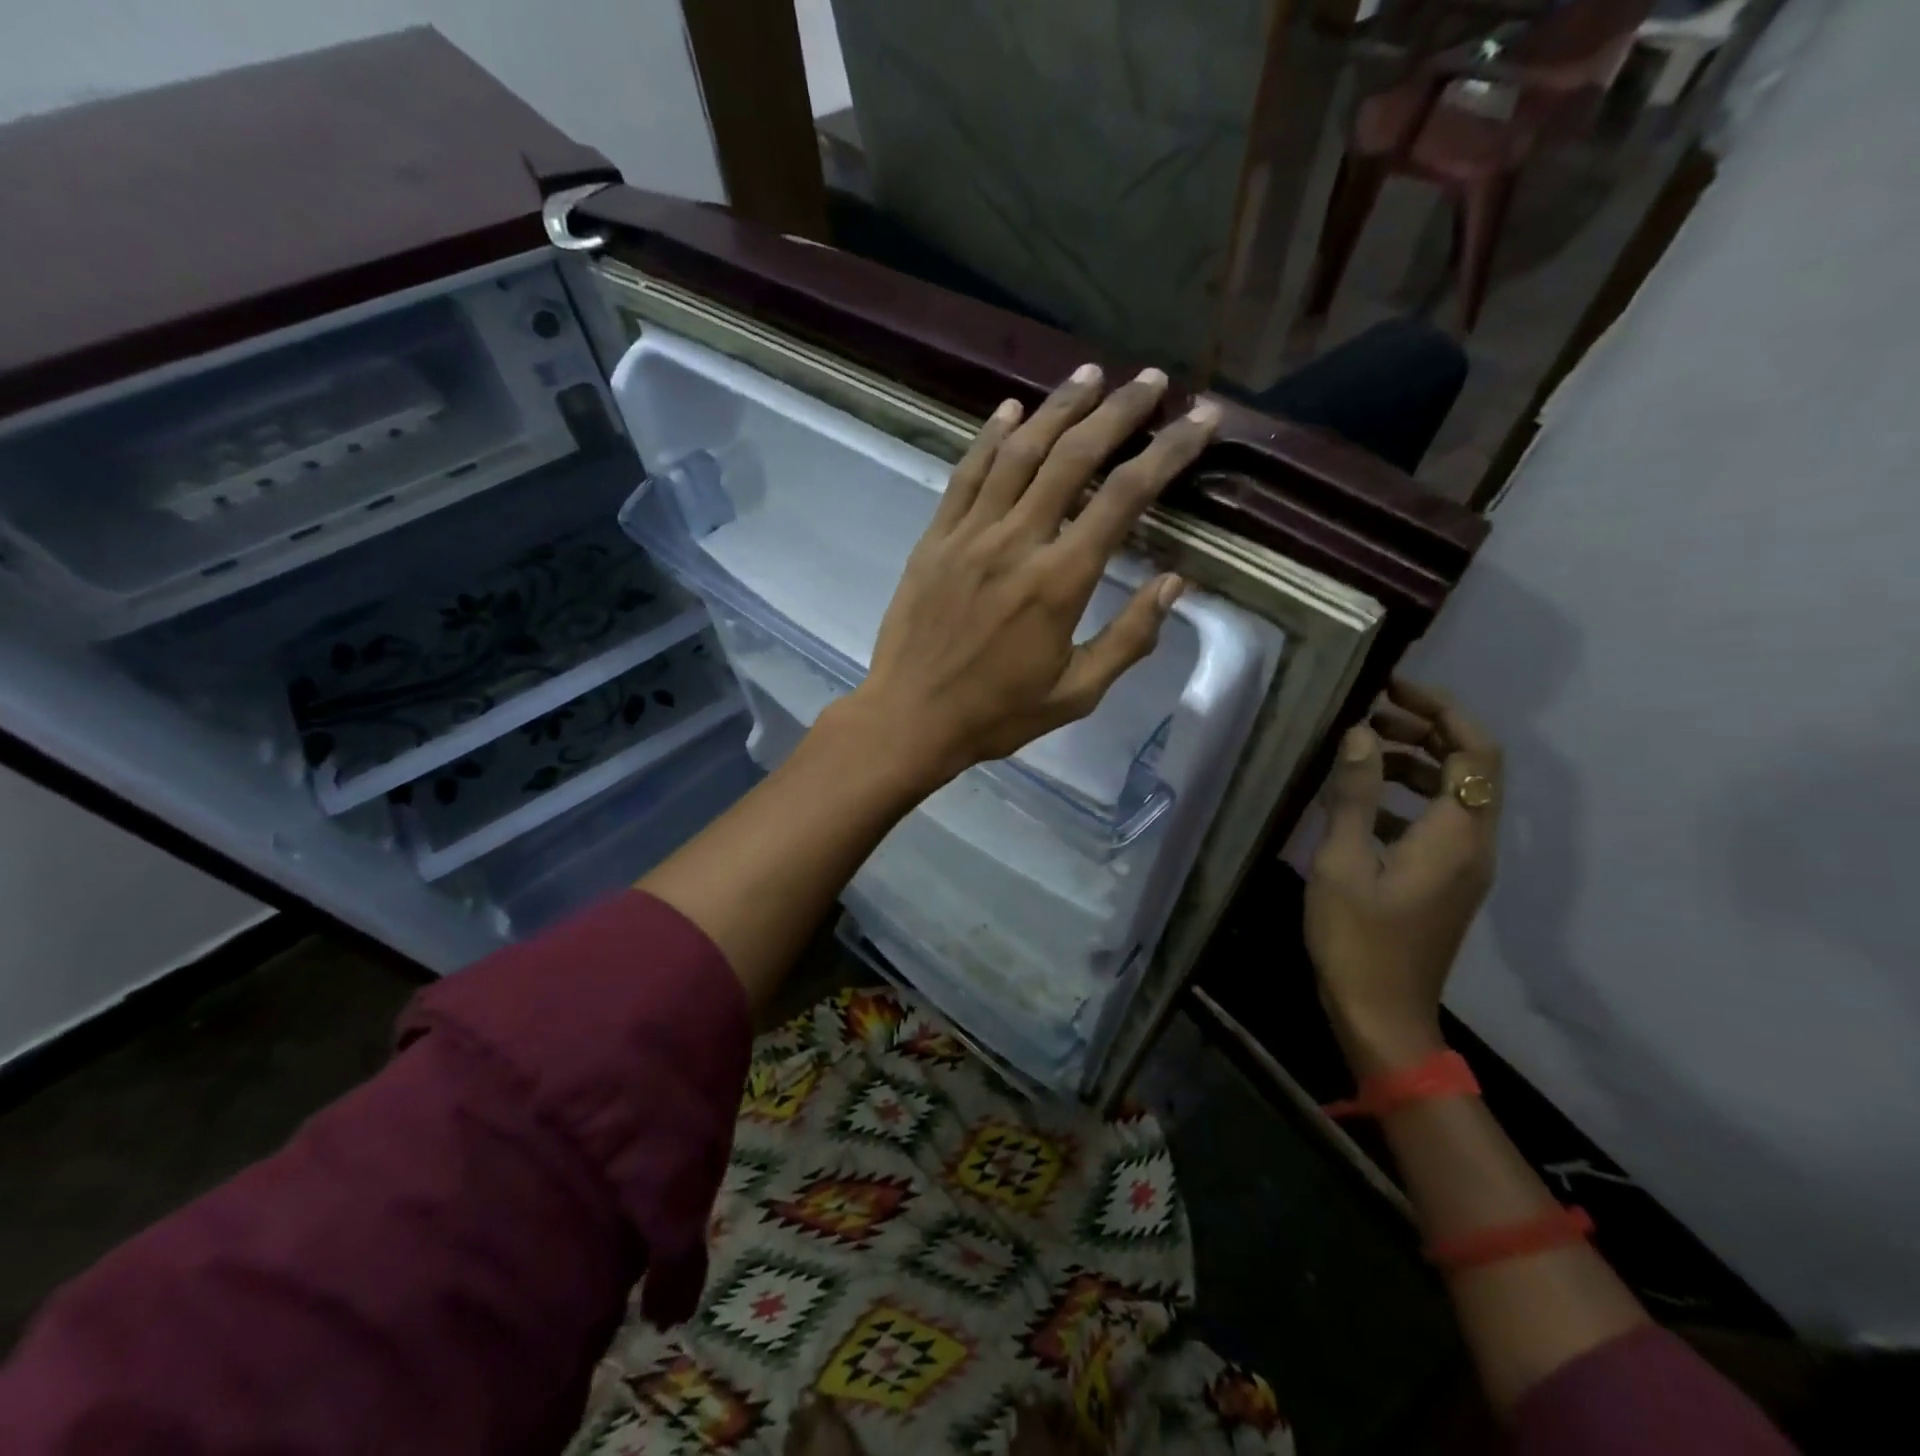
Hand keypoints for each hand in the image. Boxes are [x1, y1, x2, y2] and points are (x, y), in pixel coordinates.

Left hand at [833, 363, 1221, 787]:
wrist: (910, 718)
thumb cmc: (997, 714)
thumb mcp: (1077, 693)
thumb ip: (1130, 638)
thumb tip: (1174, 583)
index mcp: (1060, 581)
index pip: (1125, 497)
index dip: (1169, 451)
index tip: (1201, 419)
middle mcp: (1017, 541)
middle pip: (1074, 457)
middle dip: (1119, 412)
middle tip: (1152, 380)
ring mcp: (969, 534)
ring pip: (1019, 453)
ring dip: (1058, 408)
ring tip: (1091, 375)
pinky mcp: (934, 539)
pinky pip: (966, 475)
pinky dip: (990, 437)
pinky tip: (1010, 409)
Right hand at [1304, 679, 1501, 1074]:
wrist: (1381, 1013)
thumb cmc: (1357, 938)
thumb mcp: (1342, 861)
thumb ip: (1353, 795)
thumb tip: (1360, 734)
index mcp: (1455, 835)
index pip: (1474, 751)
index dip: (1441, 710)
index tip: (1391, 688)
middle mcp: (1474, 844)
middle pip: (1470, 767)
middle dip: (1425, 731)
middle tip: (1369, 714)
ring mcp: (1463, 866)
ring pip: (1453, 795)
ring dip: (1414, 764)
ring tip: (1359, 753)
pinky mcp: (1446, 882)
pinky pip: (1438, 822)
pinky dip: (1406, 799)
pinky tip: (1360, 805)